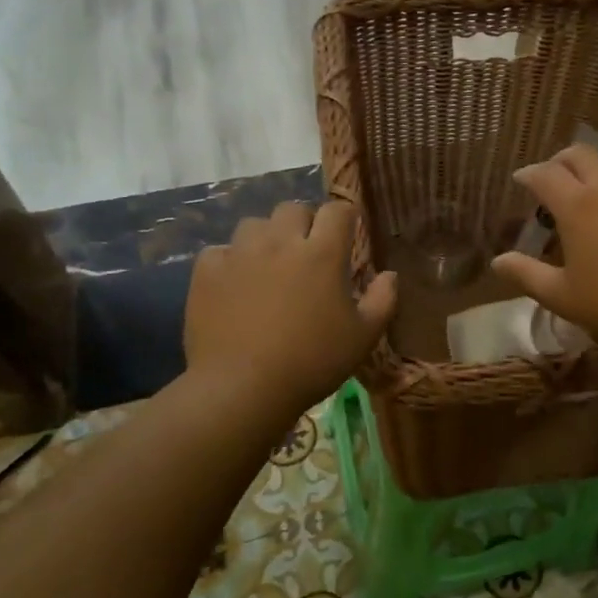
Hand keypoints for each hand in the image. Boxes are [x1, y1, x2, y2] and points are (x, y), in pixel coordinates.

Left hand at [185, 201, 397, 413]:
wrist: (243, 388)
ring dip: (265, 237)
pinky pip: (219, 251)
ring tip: (268, 265)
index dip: (344, 217)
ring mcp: (240, 253)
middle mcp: (281, 242)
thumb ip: (382, 300)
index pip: (337, 210)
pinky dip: (229, 261)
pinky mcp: (208, 271)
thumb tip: (390, 275)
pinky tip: (234, 284)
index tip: (346, 233)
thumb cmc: (312, 362)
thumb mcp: (363, 337)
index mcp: (322, 253)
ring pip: (254, 224)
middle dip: (303, 223)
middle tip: (306, 252)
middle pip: (293, 209)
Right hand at [491, 145, 597, 349]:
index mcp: (576, 206)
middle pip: (580, 154)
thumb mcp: (563, 297)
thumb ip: (527, 275)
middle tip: (555, 178)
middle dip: (561, 161)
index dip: (528, 174)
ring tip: (597, 188)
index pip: (544, 174)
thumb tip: (498, 261)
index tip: (521, 181)